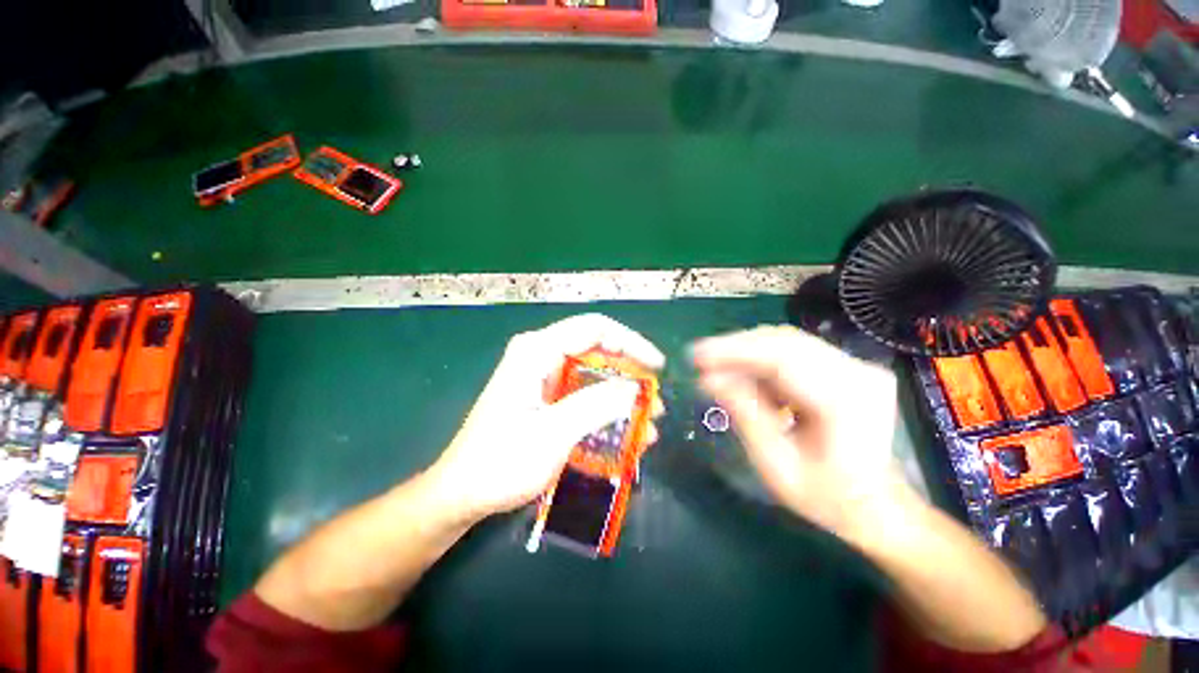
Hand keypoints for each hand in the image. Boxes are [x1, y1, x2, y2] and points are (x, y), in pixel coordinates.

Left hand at [430, 314, 664, 522]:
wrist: (462, 492)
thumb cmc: (500, 462)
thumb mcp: (553, 434)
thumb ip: (595, 406)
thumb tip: (634, 389)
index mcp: (537, 351)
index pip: (595, 329)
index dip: (631, 342)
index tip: (656, 367)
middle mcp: (541, 356)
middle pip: (597, 350)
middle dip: (629, 375)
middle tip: (653, 402)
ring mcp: (544, 377)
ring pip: (594, 374)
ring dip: (622, 396)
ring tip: (647, 424)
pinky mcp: (546, 397)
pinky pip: (584, 394)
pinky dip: (607, 409)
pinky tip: (625, 433)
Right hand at [691, 325, 898, 539]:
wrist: (876, 505)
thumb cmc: (827, 496)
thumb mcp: (776, 465)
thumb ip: (745, 415)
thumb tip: (708, 379)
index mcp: (846, 400)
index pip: (781, 358)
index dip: (733, 351)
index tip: (697, 355)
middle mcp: (856, 372)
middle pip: (783, 341)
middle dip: (735, 348)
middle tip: (700, 360)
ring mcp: (854, 365)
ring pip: (786, 342)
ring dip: (746, 352)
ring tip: (715, 368)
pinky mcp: (844, 366)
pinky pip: (793, 351)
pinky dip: (761, 360)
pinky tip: (742, 375)